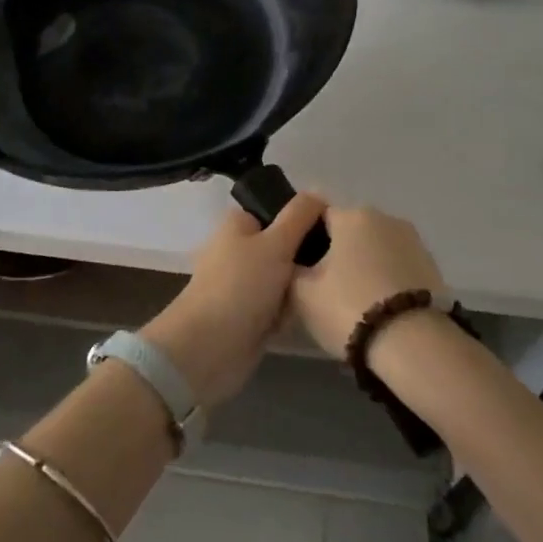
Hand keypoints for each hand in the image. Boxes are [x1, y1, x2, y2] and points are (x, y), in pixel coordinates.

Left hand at [140, 194, 327, 408]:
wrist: (209, 347)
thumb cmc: (241, 285)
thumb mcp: (276, 242)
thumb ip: (299, 216)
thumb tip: (318, 193)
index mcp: (238, 225)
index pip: (276, 210)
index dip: (303, 218)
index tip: (331, 231)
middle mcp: (238, 251)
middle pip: (284, 246)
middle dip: (305, 258)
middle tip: (333, 266)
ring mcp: (242, 285)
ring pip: (285, 279)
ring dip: (300, 288)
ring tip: (326, 292)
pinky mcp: (248, 316)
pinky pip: (279, 307)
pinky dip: (289, 313)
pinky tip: (309, 316)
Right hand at [289, 205, 446, 360]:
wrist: (414, 344)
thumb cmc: (349, 308)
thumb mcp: (301, 293)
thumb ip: (291, 269)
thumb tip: (293, 262)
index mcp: (351, 215)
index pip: (317, 216)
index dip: (305, 241)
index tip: (301, 268)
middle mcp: (385, 217)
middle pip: (350, 231)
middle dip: (337, 253)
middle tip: (324, 289)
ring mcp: (414, 241)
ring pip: (376, 249)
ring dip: (364, 266)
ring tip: (355, 303)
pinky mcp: (434, 266)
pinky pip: (398, 267)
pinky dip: (387, 281)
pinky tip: (380, 308)